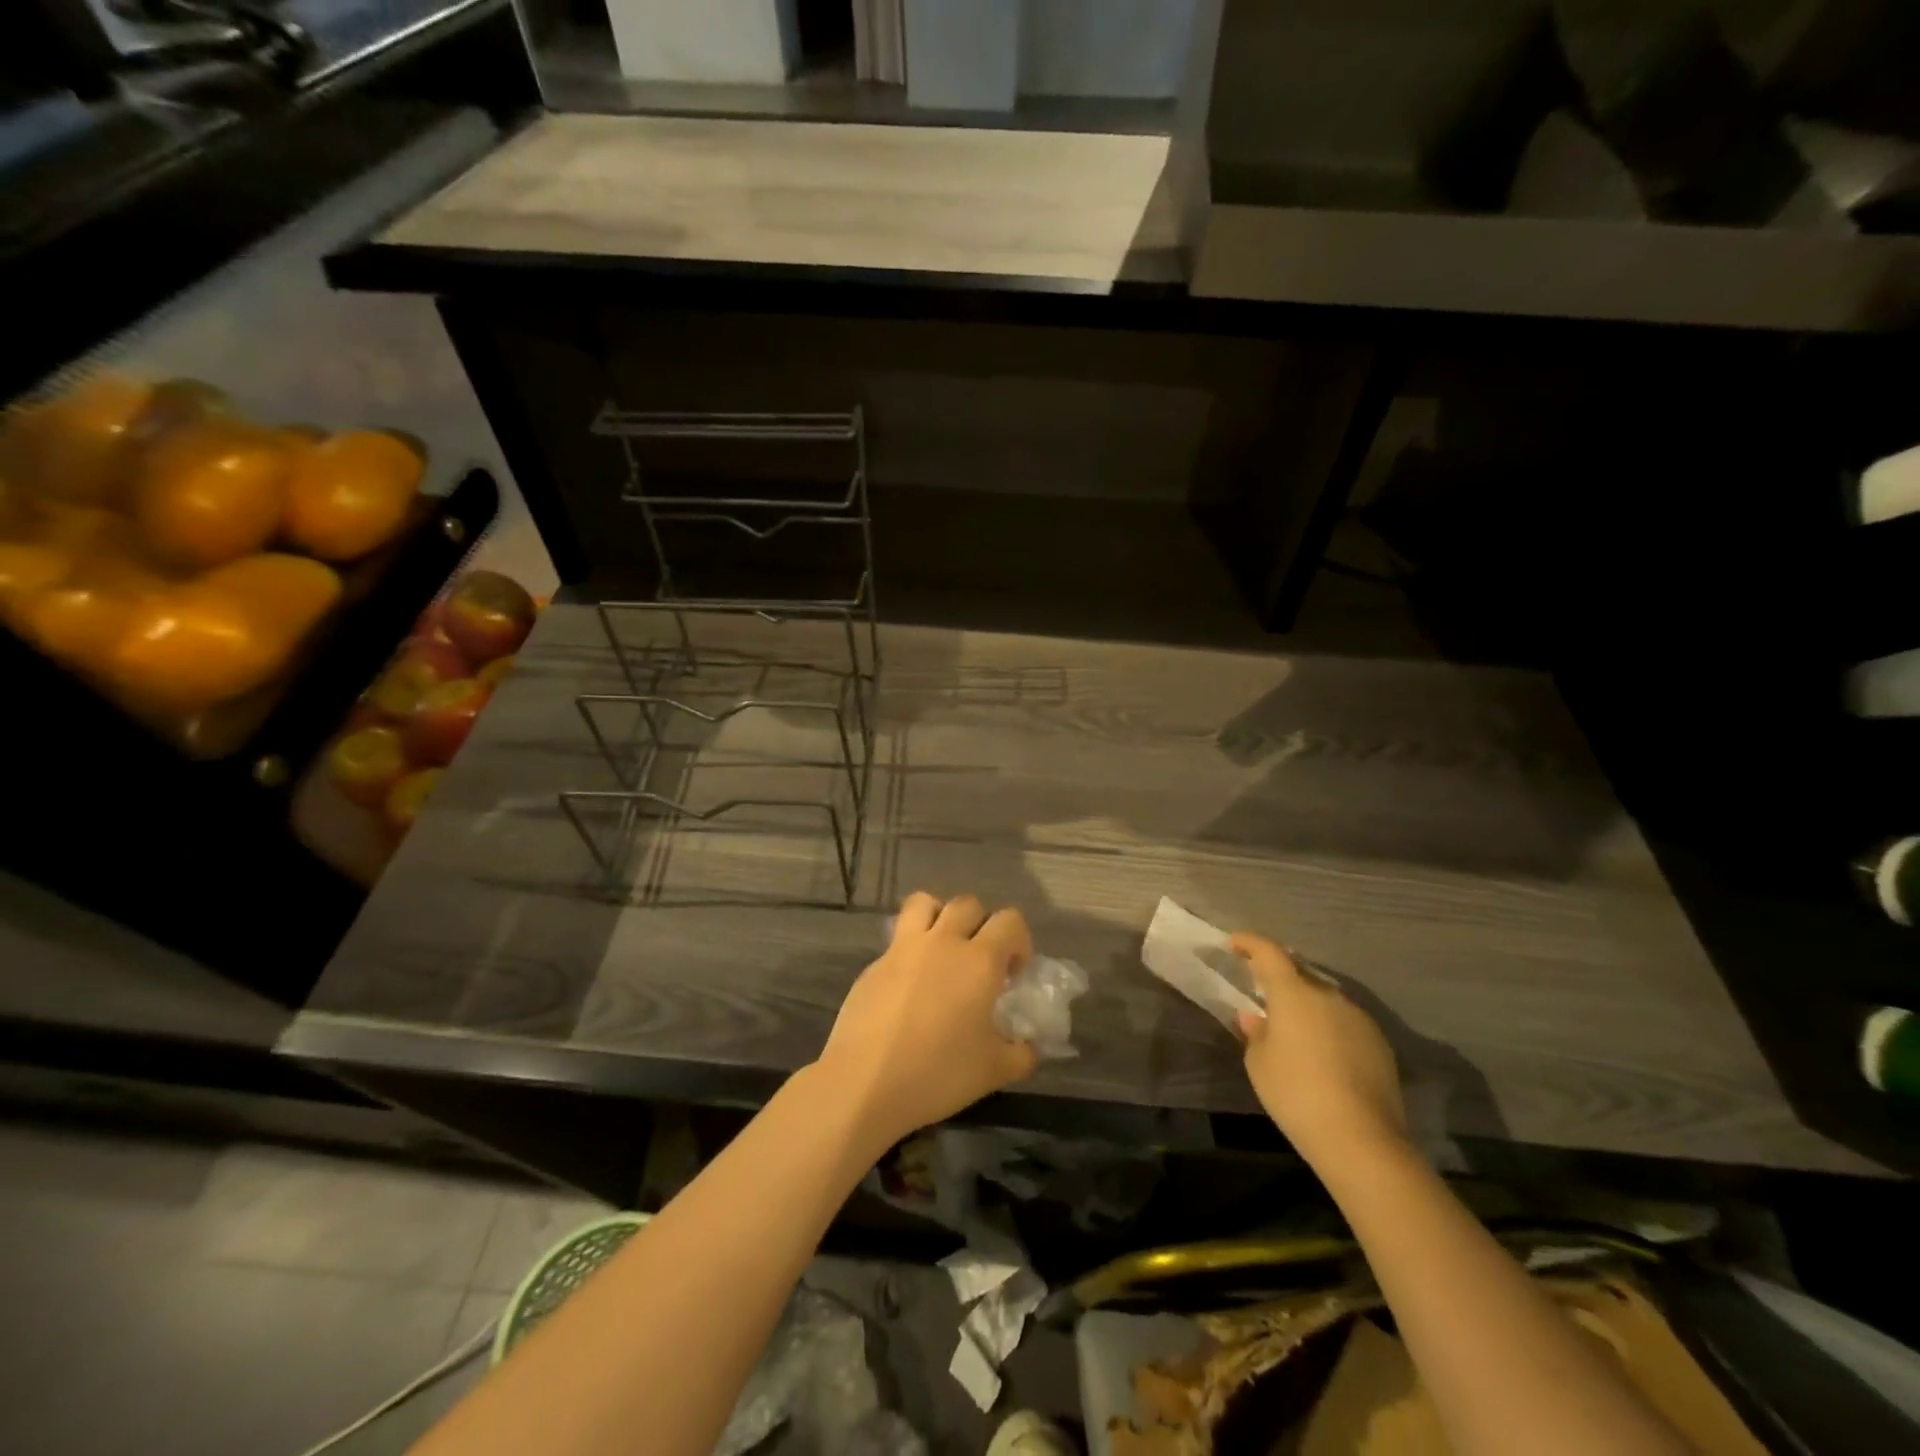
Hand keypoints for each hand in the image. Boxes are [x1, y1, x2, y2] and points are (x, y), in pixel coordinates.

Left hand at [816, 892, 1039, 1148]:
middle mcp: (943, 941)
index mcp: (979, 960)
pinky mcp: (874, 963)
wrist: (865, 1082)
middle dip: (981, 924)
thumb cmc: (938, 1073)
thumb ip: (1022, 1053)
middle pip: (968, 904)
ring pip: (925, 903)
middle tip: (980, 960)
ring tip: (943, 949)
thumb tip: (1029, 1046)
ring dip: (940, 916)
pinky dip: (910, 948)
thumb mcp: (994, 1071)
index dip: (1019, 941)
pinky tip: (909, 985)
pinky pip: (898, 938)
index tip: (1014, 973)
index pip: (1010, 921)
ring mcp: (904, 948)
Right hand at [1231, 932, 1408, 1171]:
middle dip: (1279, 977)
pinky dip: (1328, 1027)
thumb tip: (1256, 1017)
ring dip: (1306, 1004)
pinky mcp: (1379, 1043)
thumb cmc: (1296, 1093)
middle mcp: (1328, 995)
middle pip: (1299, 973)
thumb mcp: (1259, 1063)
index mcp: (1294, 992)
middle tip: (1263, 991)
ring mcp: (1358, 1018)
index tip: (1235, 943)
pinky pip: (1344, 1022)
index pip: (1269, 951)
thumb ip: (1256, 1032)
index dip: (1250, 943)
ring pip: (1324, 999)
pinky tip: (1322, 1053)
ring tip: (1293, 1028)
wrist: (1361, 1139)